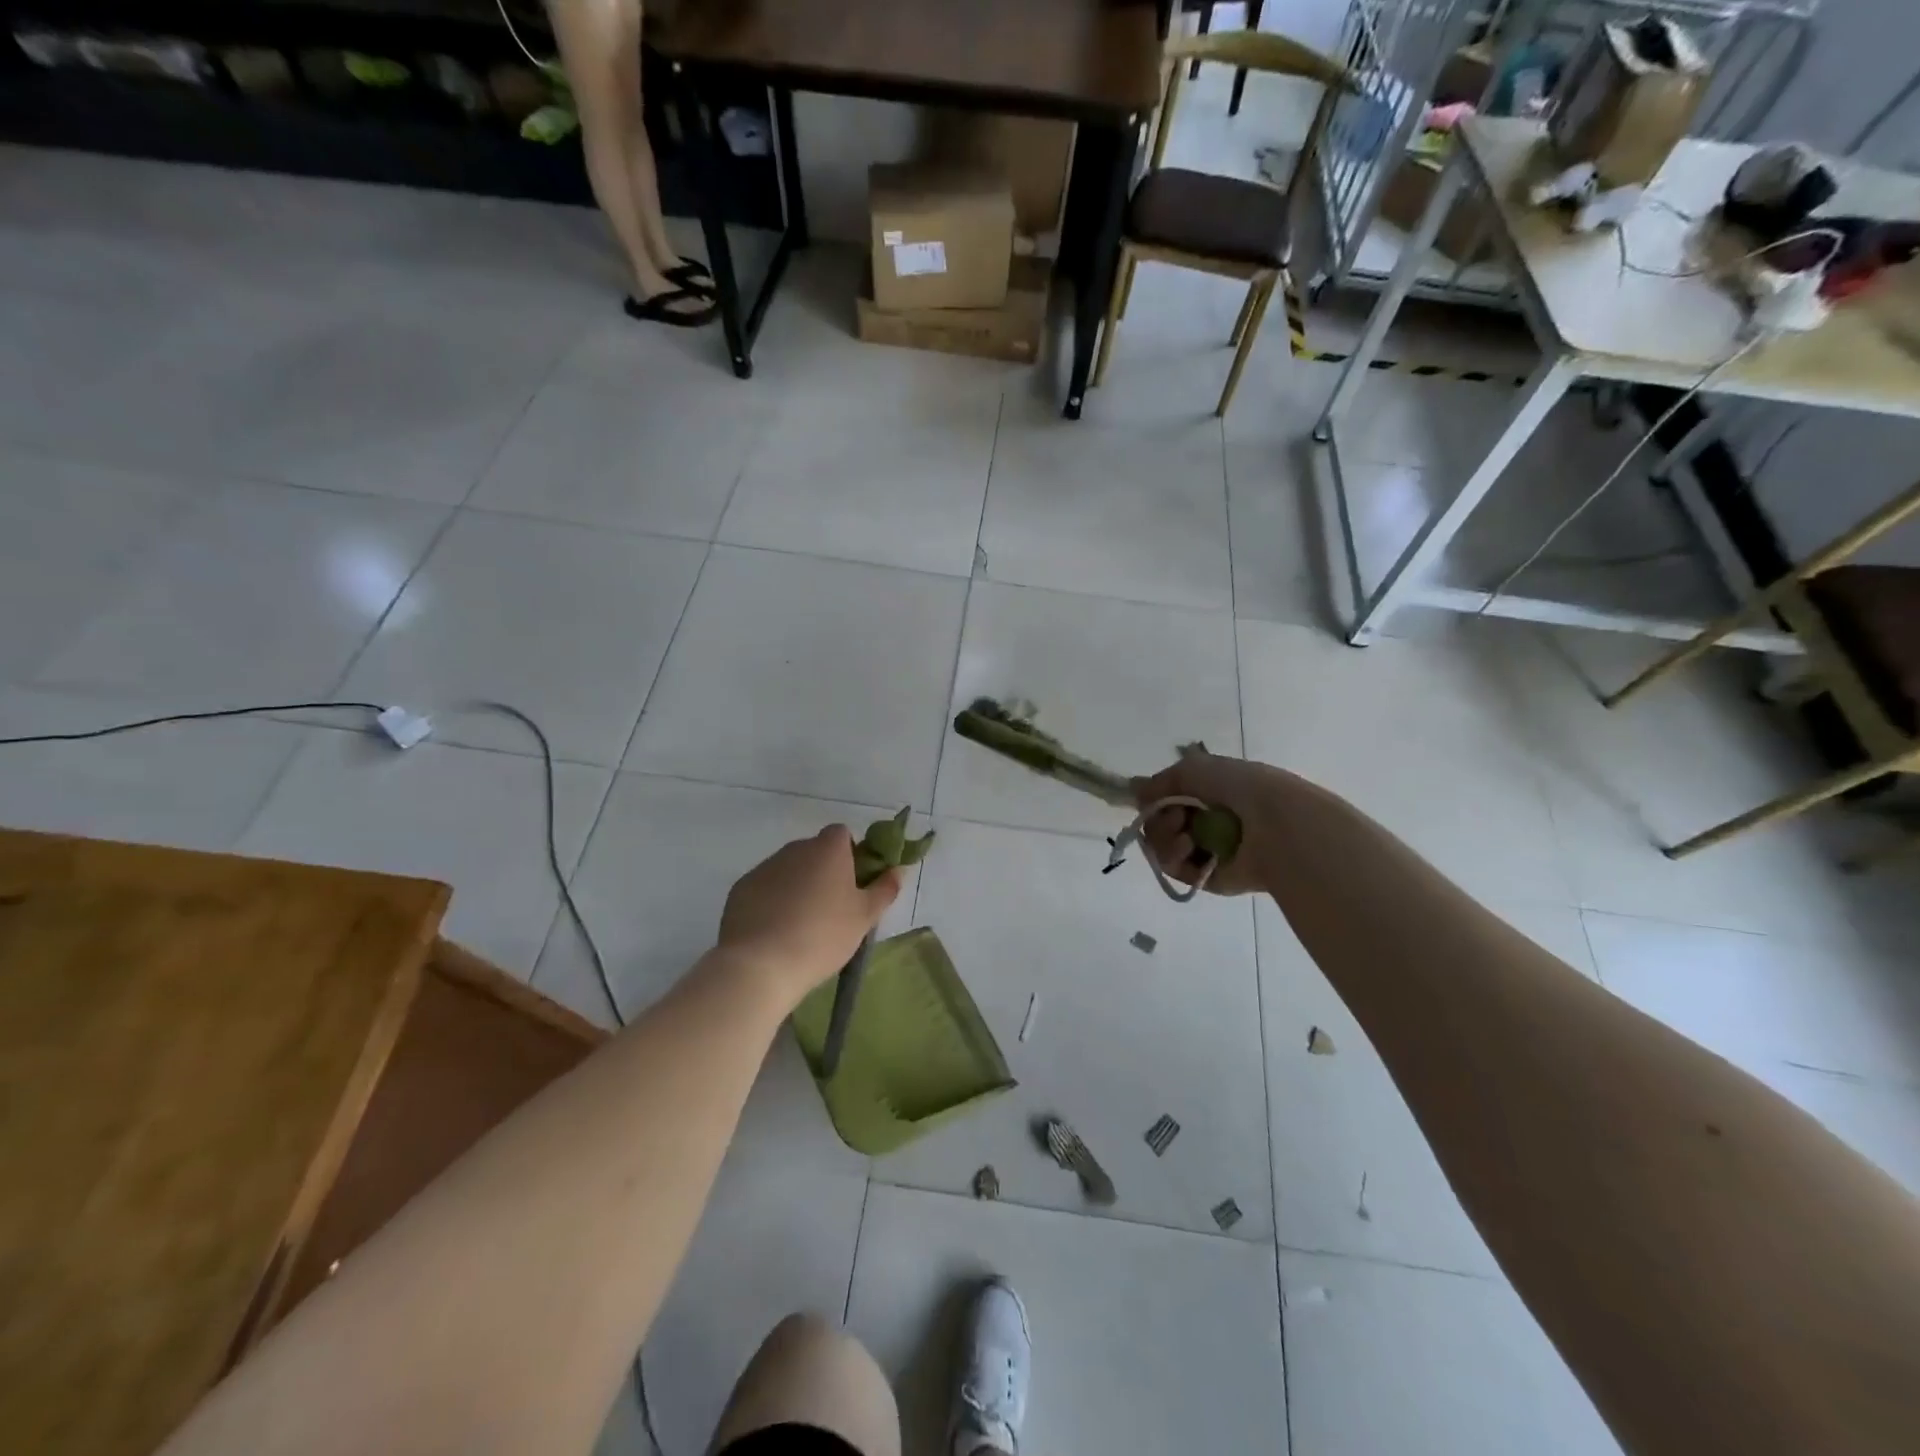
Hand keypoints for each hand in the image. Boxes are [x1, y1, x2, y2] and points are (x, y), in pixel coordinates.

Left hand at [717, 826, 901, 1007]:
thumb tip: (897, 870)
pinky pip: (765, 887)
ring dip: (797, 886)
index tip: (853, 884)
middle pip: (815, 851)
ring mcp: (765, 867)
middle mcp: (795, 849)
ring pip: (789, 869)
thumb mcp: (864, 917)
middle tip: (831, 909)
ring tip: (801, 925)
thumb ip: (884, 889)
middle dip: (823, 872)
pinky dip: (772, 901)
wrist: (761, 964)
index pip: (842, 834)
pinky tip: (775, 932)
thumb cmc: (823, 936)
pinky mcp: (741, 888)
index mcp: (828, 849)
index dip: (850, 854)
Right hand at [1131, 751, 1297, 896]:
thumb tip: (1135, 791)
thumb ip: (1159, 781)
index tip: (1153, 798)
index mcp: (1209, 796)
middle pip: (1159, 825)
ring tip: (1184, 835)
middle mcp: (1206, 823)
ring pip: (1162, 848)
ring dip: (1164, 838)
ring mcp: (1207, 852)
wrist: (1276, 824)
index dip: (1155, 801)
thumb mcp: (1193, 769)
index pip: (1167, 801)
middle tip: (1177, 818)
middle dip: (1159, 820)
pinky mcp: (1208, 878)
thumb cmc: (1239, 788)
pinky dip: (1173, 858)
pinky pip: (1175, 870)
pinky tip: (1187, 847)